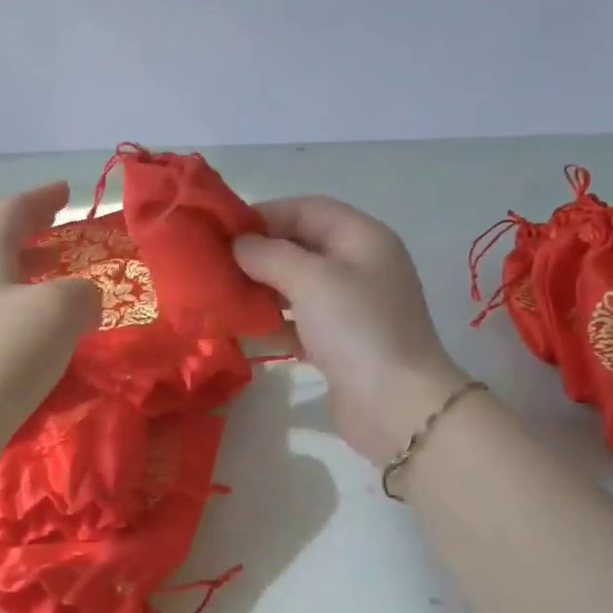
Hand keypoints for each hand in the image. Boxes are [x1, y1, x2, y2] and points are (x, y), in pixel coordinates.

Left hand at [0, 182, 99, 442]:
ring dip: (31, 273)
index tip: (65, 190)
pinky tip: (47, 332)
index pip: (11, 211)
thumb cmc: (2, 354)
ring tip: (61, 278)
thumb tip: (84, 301)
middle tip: (62, 229)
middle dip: (33, 233)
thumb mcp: (60, 310)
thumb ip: (83, 294)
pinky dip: (26, 310)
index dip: (41, 198)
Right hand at [235, 196, 473, 464]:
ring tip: (223, 295)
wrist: (395, 404)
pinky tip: (244, 330)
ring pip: (299, 286)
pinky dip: (275, 323)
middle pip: (302, 247)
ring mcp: (352, 307)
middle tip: (216, 264)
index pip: (309, 209)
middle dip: (261, 253)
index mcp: (363, 238)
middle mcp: (360, 267)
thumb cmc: (356, 327)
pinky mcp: (340, 344)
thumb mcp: (310, 279)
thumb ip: (270, 254)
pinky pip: (300, 323)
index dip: (267, 214)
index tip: (225, 229)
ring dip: (263, 289)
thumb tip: (240, 245)